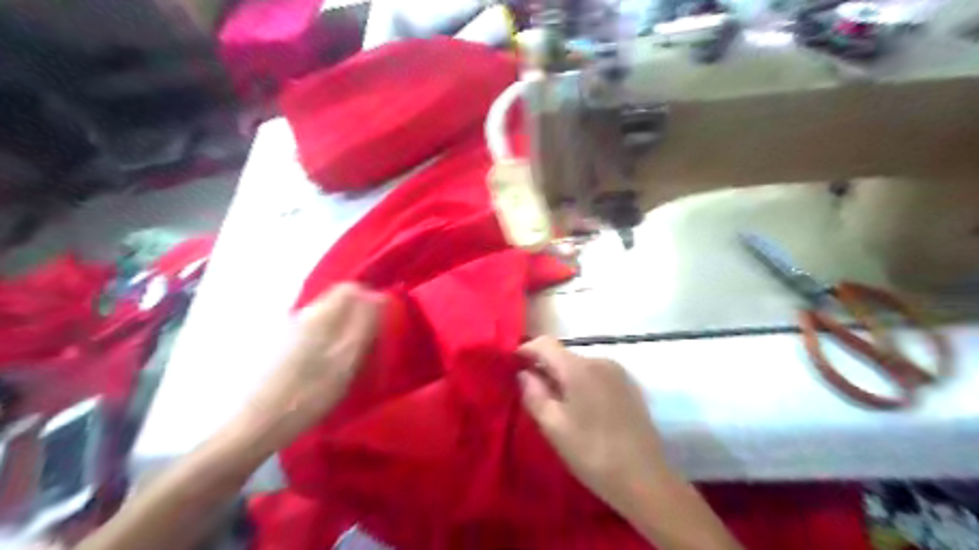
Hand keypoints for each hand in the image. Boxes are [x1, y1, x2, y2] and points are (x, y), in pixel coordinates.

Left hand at [242, 284, 383, 450]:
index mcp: (320, 314)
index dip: (369, 299)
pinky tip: (329, 365)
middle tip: (369, 342)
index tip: (381, 321)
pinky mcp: (283, 344)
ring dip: (343, 328)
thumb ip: (364, 325)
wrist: (260, 423)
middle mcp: (303, 314)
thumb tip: (379, 297)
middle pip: (337, 300)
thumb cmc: (310, 392)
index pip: (350, 288)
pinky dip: (329, 339)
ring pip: (327, 316)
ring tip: (351, 356)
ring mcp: (290, 329)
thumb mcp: (347, 359)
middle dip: (357, 314)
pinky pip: (315, 330)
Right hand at [521, 337, 673, 512]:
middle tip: (533, 396)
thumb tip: (523, 373)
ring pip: (579, 366)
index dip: (525, 351)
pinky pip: (596, 375)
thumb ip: (533, 394)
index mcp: (578, 368)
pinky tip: (583, 411)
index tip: (512, 367)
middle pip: (563, 355)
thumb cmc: (592, 453)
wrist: (645, 479)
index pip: (545, 343)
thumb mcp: (553, 426)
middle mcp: (599, 360)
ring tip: (558, 407)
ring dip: (564, 378)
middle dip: (544, 369)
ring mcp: (617, 371)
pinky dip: (582, 384)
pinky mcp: (629, 385)